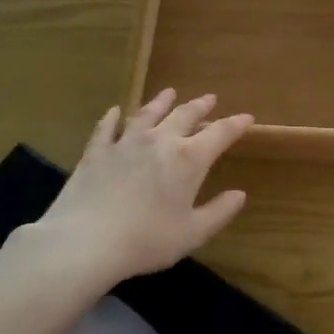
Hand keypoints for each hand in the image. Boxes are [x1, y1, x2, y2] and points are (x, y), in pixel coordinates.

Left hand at [29, 89, 253, 286]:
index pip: (220, 133)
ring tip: (169, 92)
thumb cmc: (147, 240)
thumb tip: (239, 195)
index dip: (235, 124)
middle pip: (184, 115)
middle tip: (210, 98)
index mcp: (189, 159)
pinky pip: (106, 128)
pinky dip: (112, 118)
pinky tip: (114, 111)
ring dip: (161, 102)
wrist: (86, 241)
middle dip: (200, 106)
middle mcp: (160, 141)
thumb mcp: (192, 233)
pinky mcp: (97, 152)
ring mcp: (126, 142)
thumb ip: (219, 212)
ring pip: (147, 114)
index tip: (247, 118)